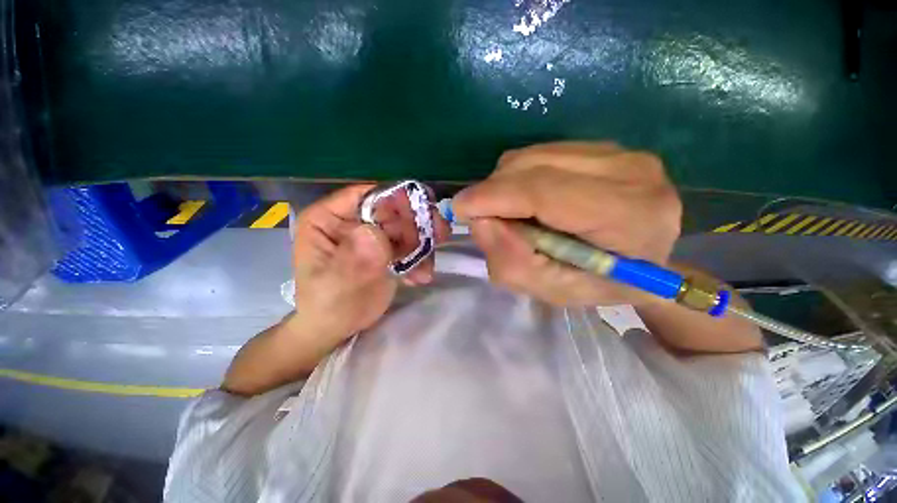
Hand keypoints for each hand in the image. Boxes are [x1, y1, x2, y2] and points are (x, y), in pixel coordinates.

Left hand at [292, 185, 447, 343]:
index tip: (421, 215)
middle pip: (392, 210)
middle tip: (439, 237)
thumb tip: (375, 233)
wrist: (336, 329)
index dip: (394, 200)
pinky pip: (410, 245)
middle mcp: (352, 221)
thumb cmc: (326, 307)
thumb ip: (354, 259)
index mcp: (328, 219)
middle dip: (417, 223)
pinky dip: (420, 259)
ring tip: (428, 266)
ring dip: (423, 242)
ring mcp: (372, 236)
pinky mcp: (387, 250)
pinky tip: (421, 277)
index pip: (364, 195)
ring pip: (406, 226)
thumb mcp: (335, 286)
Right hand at [453, 142, 681, 305]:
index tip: (460, 208)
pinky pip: (542, 152)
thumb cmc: (602, 285)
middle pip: (534, 165)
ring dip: (506, 184)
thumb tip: (480, 220)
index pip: (545, 191)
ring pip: (533, 155)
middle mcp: (630, 171)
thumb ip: (513, 262)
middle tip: (486, 219)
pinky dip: (521, 176)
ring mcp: (620, 151)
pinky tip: (530, 199)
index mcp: (627, 216)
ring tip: (512, 213)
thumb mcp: (554, 291)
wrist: (648, 262)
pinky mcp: (605, 146)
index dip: (494, 197)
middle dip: (494, 191)